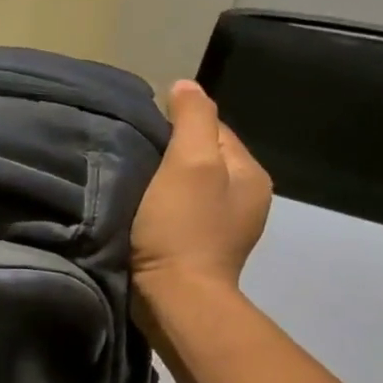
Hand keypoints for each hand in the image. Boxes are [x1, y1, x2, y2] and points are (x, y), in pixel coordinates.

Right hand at [131, 80, 272, 304]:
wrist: (176, 297)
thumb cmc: (182, 227)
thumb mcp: (189, 163)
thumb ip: (193, 119)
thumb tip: (186, 84)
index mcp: (250, 173)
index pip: (214, 128)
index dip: (177, 124)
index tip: (142, 133)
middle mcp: (246, 197)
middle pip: (202, 156)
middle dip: (171, 151)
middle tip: (133, 156)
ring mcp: (225, 226)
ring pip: (190, 184)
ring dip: (163, 180)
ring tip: (132, 182)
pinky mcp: (200, 247)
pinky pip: (181, 210)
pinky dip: (162, 205)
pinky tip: (140, 210)